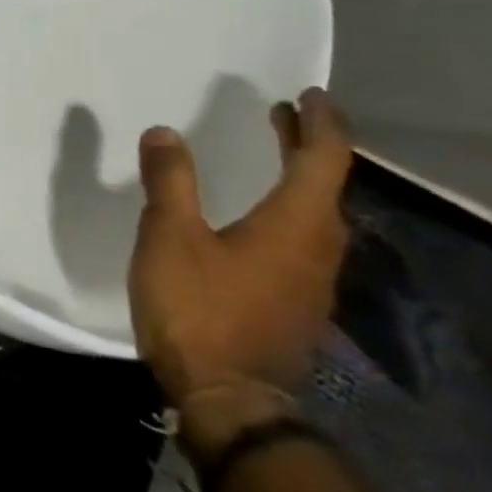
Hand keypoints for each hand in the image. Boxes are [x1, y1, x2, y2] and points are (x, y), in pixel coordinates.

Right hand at [130, 89, 352, 452]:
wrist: (227, 395)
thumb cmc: (198, 308)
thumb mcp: (169, 237)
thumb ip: (170, 182)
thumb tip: (164, 132)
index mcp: (296, 223)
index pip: (323, 159)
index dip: (318, 123)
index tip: (307, 95)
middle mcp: (319, 247)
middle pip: (326, 185)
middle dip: (306, 147)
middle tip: (281, 118)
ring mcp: (312, 280)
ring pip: (316, 216)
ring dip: (297, 180)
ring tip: (268, 161)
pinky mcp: (296, 304)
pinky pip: (302, 242)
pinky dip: (286, 213)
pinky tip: (254, 223)